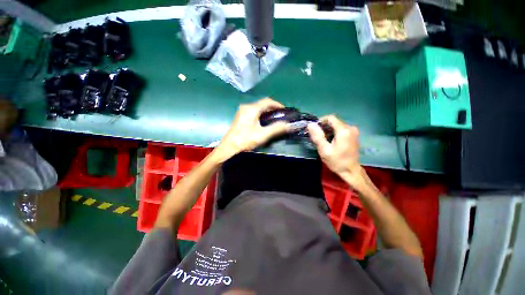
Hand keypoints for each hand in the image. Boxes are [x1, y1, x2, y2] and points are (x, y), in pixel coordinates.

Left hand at [214, 98, 289, 160]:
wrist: (229, 148)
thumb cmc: (245, 140)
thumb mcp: (263, 135)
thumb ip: (277, 128)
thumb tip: (290, 125)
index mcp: (251, 109)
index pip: (267, 101)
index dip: (278, 105)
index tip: (285, 111)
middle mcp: (246, 107)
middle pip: (262, 104)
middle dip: (273, 109)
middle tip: (280, 116)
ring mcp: (242, 112)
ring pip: (258, 108)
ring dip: (267, 112)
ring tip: (274, 120)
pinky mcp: (240, 117)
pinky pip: (253, 112)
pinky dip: (261, 115)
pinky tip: (263, 123)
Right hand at [307, 115, 364, 188]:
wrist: (350, 171)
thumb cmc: (337, 161)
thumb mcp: (324, 150)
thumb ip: (317, 136)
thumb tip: (310, 124)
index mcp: (343, 130)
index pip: (330, 118)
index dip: (320, 121)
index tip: (314, 130)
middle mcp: (350, 128)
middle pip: (334, 122)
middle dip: (324, 127)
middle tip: (317, 137)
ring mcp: (353, 131)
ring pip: (337, 125)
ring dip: (328, 130)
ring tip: (322, 140)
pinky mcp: (353, 135)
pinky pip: (341, 129)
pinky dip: (333, 133)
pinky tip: (330, 141)